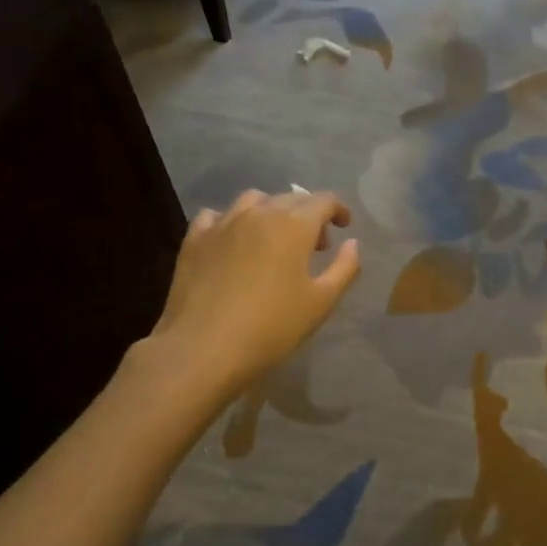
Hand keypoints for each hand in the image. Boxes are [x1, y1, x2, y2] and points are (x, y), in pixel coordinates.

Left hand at [155, 190, 360, 392]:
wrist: (203, 348)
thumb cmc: (271, 327)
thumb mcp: (321, 302)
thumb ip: (344, 268)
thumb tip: (352, 243)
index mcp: (294, 225)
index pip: (323, 201)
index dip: (338, 209)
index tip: (344, 226)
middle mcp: (259, 213)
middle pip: (290, 198)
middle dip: (309, 214)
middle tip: (316, 245)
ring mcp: (222, 223)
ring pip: (253, 200)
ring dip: (272, 211)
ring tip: (275, 238)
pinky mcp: (194, 239)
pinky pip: (216, 215)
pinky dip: (233, 221)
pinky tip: (235, 241)